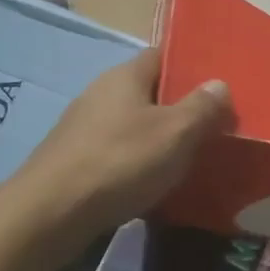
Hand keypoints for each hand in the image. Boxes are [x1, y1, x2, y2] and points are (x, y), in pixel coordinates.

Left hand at [21, 49, 230, 243]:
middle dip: (178, 107)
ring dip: (158, 137)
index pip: (162, 56)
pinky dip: (137, 162)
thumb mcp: (176, 133)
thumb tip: (219, 83)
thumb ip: (202, 107)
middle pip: (148, 91)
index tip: (217, 86)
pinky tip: (153, 182)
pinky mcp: (74, 160)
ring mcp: (83, 127)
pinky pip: (117, 152)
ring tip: (189, 157)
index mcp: (124, 76)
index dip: (190, 67)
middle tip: (213, 126)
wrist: (50, 214)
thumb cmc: (120, 161)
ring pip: (133, 124)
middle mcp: (100, 93)